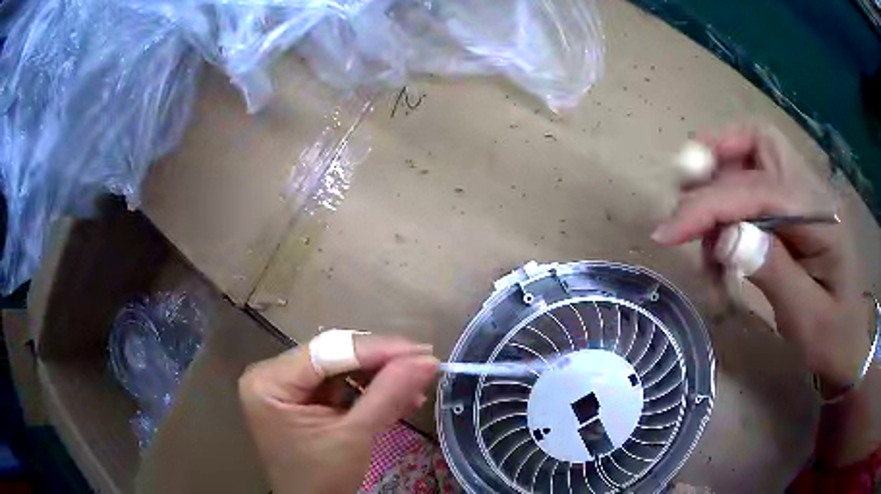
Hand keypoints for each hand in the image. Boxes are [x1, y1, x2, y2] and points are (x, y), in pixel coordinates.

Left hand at [239, 335, 437, 493]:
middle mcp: (270, 374)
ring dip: (379, 377)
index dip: (376, 349)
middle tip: (423, 365)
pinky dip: (369, 389)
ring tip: (416, 387)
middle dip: (380, 363)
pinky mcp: (301, 397)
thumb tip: (428, 360)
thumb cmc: (323, 478)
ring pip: (340, 366)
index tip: (422, 351)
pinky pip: (338, 383)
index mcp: (268, 381)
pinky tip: (397, 397)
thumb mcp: (355, 436)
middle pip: (332, 355)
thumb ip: (388, 394)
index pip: (326, 352)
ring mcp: (285, 385)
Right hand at [653, 123, 872, 390]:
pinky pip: (754, 187)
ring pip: (752, 157)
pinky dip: (729, 207)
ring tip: (707, 245)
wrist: (849, 344)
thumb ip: (772, 270)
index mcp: (822, 217)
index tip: (667, 231)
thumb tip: (725, 236)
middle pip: (758, 141)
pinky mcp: (793, 210)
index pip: (759, 190)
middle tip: (684, 193)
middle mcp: (811, 191)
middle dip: (715, 157)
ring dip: (719, 186)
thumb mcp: (805, 318)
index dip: (711, 204)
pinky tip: (724, 250)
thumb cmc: (832, 338)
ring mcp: (803, 197)